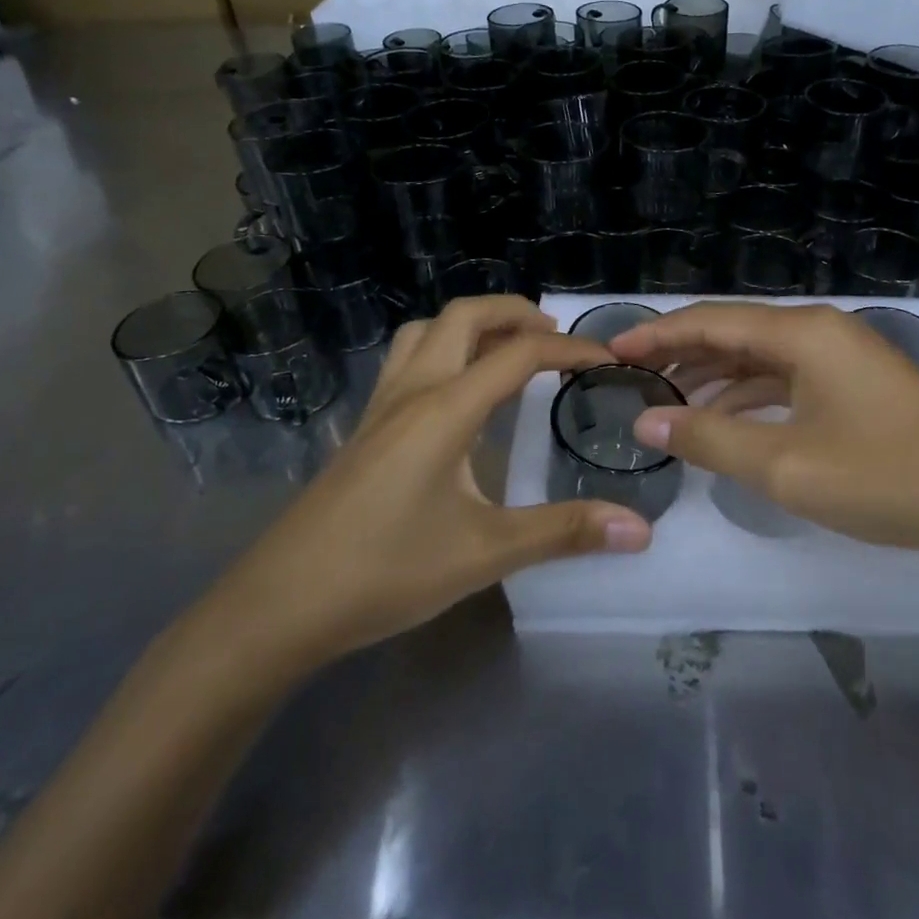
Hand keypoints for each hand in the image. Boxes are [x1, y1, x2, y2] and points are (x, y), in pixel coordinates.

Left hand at [209, 297, 652, 676]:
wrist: (279, 605)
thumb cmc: (386, 572)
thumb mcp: (485, 553)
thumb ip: (564, 532)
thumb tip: (639, 530)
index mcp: (445, 408)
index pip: (518, 354)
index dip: (569, 351)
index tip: (608, 361)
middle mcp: (412, 390)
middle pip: (463, 316)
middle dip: (514, 312)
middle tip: (556, 337)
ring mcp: (380, 405)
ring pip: (426, 331)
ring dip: (471, 325)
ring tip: (507, 349)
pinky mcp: (363, 426)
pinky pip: (407, 359)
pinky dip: (442, 348)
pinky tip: (455, 391)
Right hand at [609, 302, 918, 569]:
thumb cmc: (885, 477)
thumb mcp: (785, 465)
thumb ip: (710, 439)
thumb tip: (647, 422)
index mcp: (801, 333)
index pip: (710, 321)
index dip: (657, 335)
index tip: (612, 352)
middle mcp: (820, 331)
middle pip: (735, 332)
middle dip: (682, 353)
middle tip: (632, 378)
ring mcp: (843, 356)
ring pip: (762, 357)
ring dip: (715, 376)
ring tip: (668, 402)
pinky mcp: (857, 384)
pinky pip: (788, 378)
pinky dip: (751, 395)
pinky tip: (728, 420)